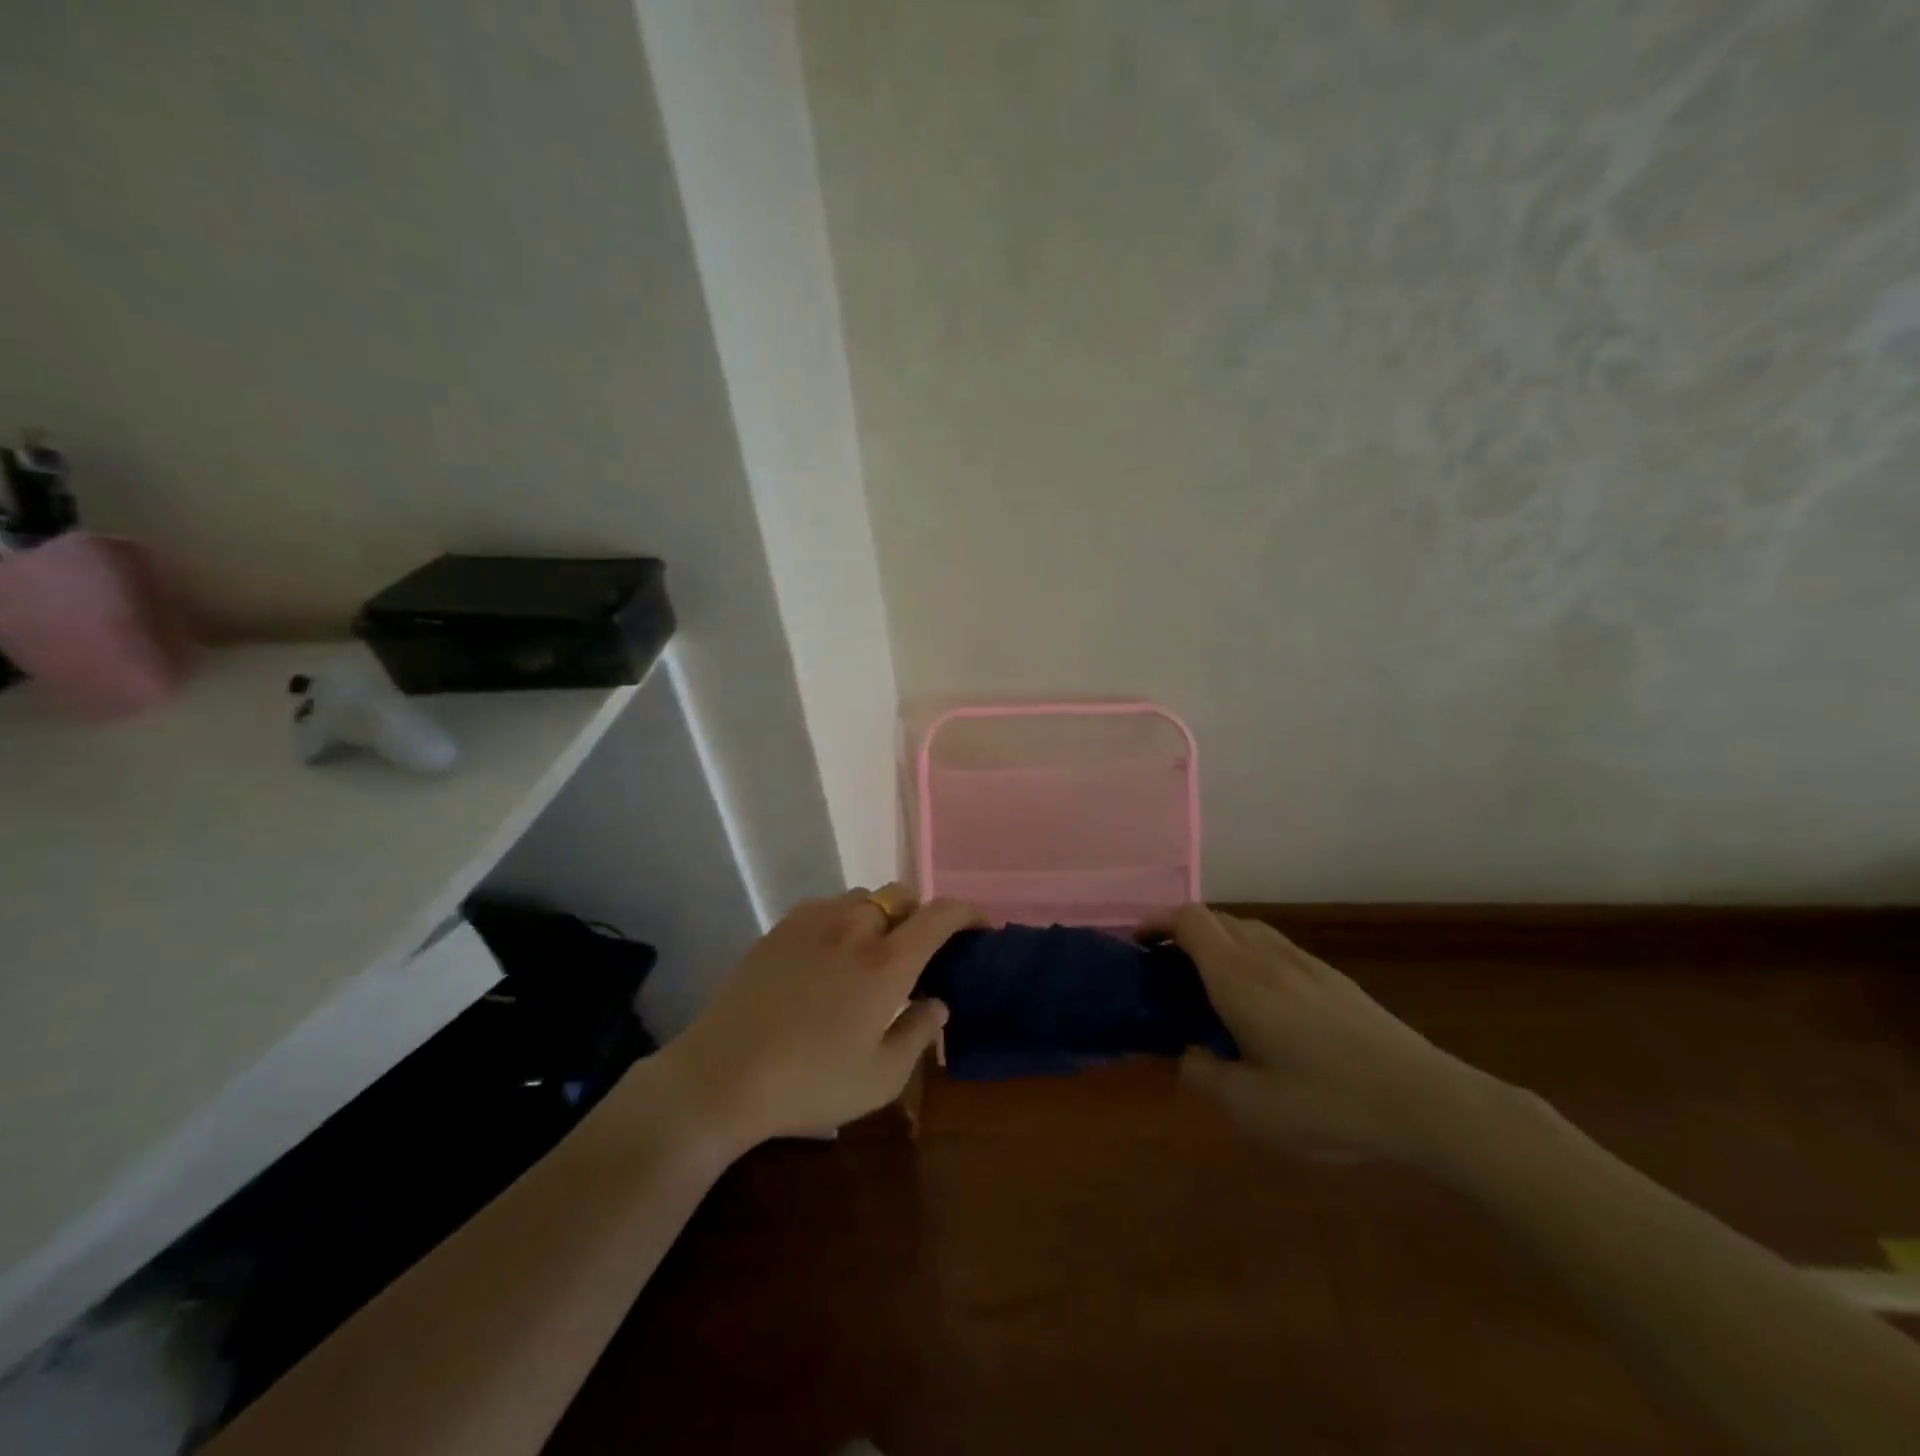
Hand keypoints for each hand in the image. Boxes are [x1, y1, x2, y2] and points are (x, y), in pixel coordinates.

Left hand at [657, 885, 982, 1152]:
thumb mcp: (880, 1078)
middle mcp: (853, 929)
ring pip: (861, 897)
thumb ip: (918, 1034)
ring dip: (879, 916)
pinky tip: (829, 955)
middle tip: (918, 951)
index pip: (939, 916)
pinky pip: (825, 907)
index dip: (968, 912)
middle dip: (919, 914)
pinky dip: (842, 920)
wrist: (721, 1076)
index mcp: (886, 963)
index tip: (982, 925)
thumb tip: (938, 1002)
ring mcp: (812, 922)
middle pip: (899, 896)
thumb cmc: (809, 1084)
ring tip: (871, 953)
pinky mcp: (779, 929)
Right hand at [1160, 905, 1490, 1164]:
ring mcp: (1305, 963)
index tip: (1139, 947)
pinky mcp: (1333, 978)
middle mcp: (1268, 956)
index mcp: (1239, 977)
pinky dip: (1251, 958)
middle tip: (1169, 974)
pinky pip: (1276, 949)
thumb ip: (1205, 1075)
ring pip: (1248, 930)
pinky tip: (1263, 1005)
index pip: (1189, 920)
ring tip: (1211, 988)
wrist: (1426, 1101)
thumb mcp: (1250, 1107)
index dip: (1157, 923)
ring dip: (1219, 944)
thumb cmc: (1328, 1102)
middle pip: (1216, 919)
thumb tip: (1189, 1055)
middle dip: (1183, 935)